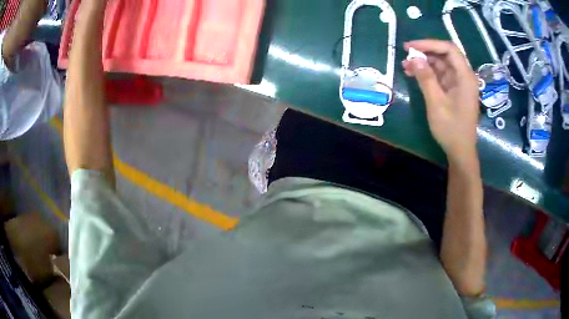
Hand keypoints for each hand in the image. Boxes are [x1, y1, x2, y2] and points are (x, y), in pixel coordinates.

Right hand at [402, 40, 479, 163]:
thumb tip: (414, 58)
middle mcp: (464, 76)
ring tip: (406, 66)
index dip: (429, 44)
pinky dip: (428, 73)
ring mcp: (459, 83)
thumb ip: (426, 79)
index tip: (410, 46)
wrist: (460, 151)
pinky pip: (441, 75)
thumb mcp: (436, 103)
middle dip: (425, 52)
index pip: (449, 49)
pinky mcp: (454, 90)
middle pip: (445, 55)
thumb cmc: (451, 129)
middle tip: (406, 55)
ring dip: (424, 63)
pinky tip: (414, 74)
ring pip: (441, 64)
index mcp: (465, 77)